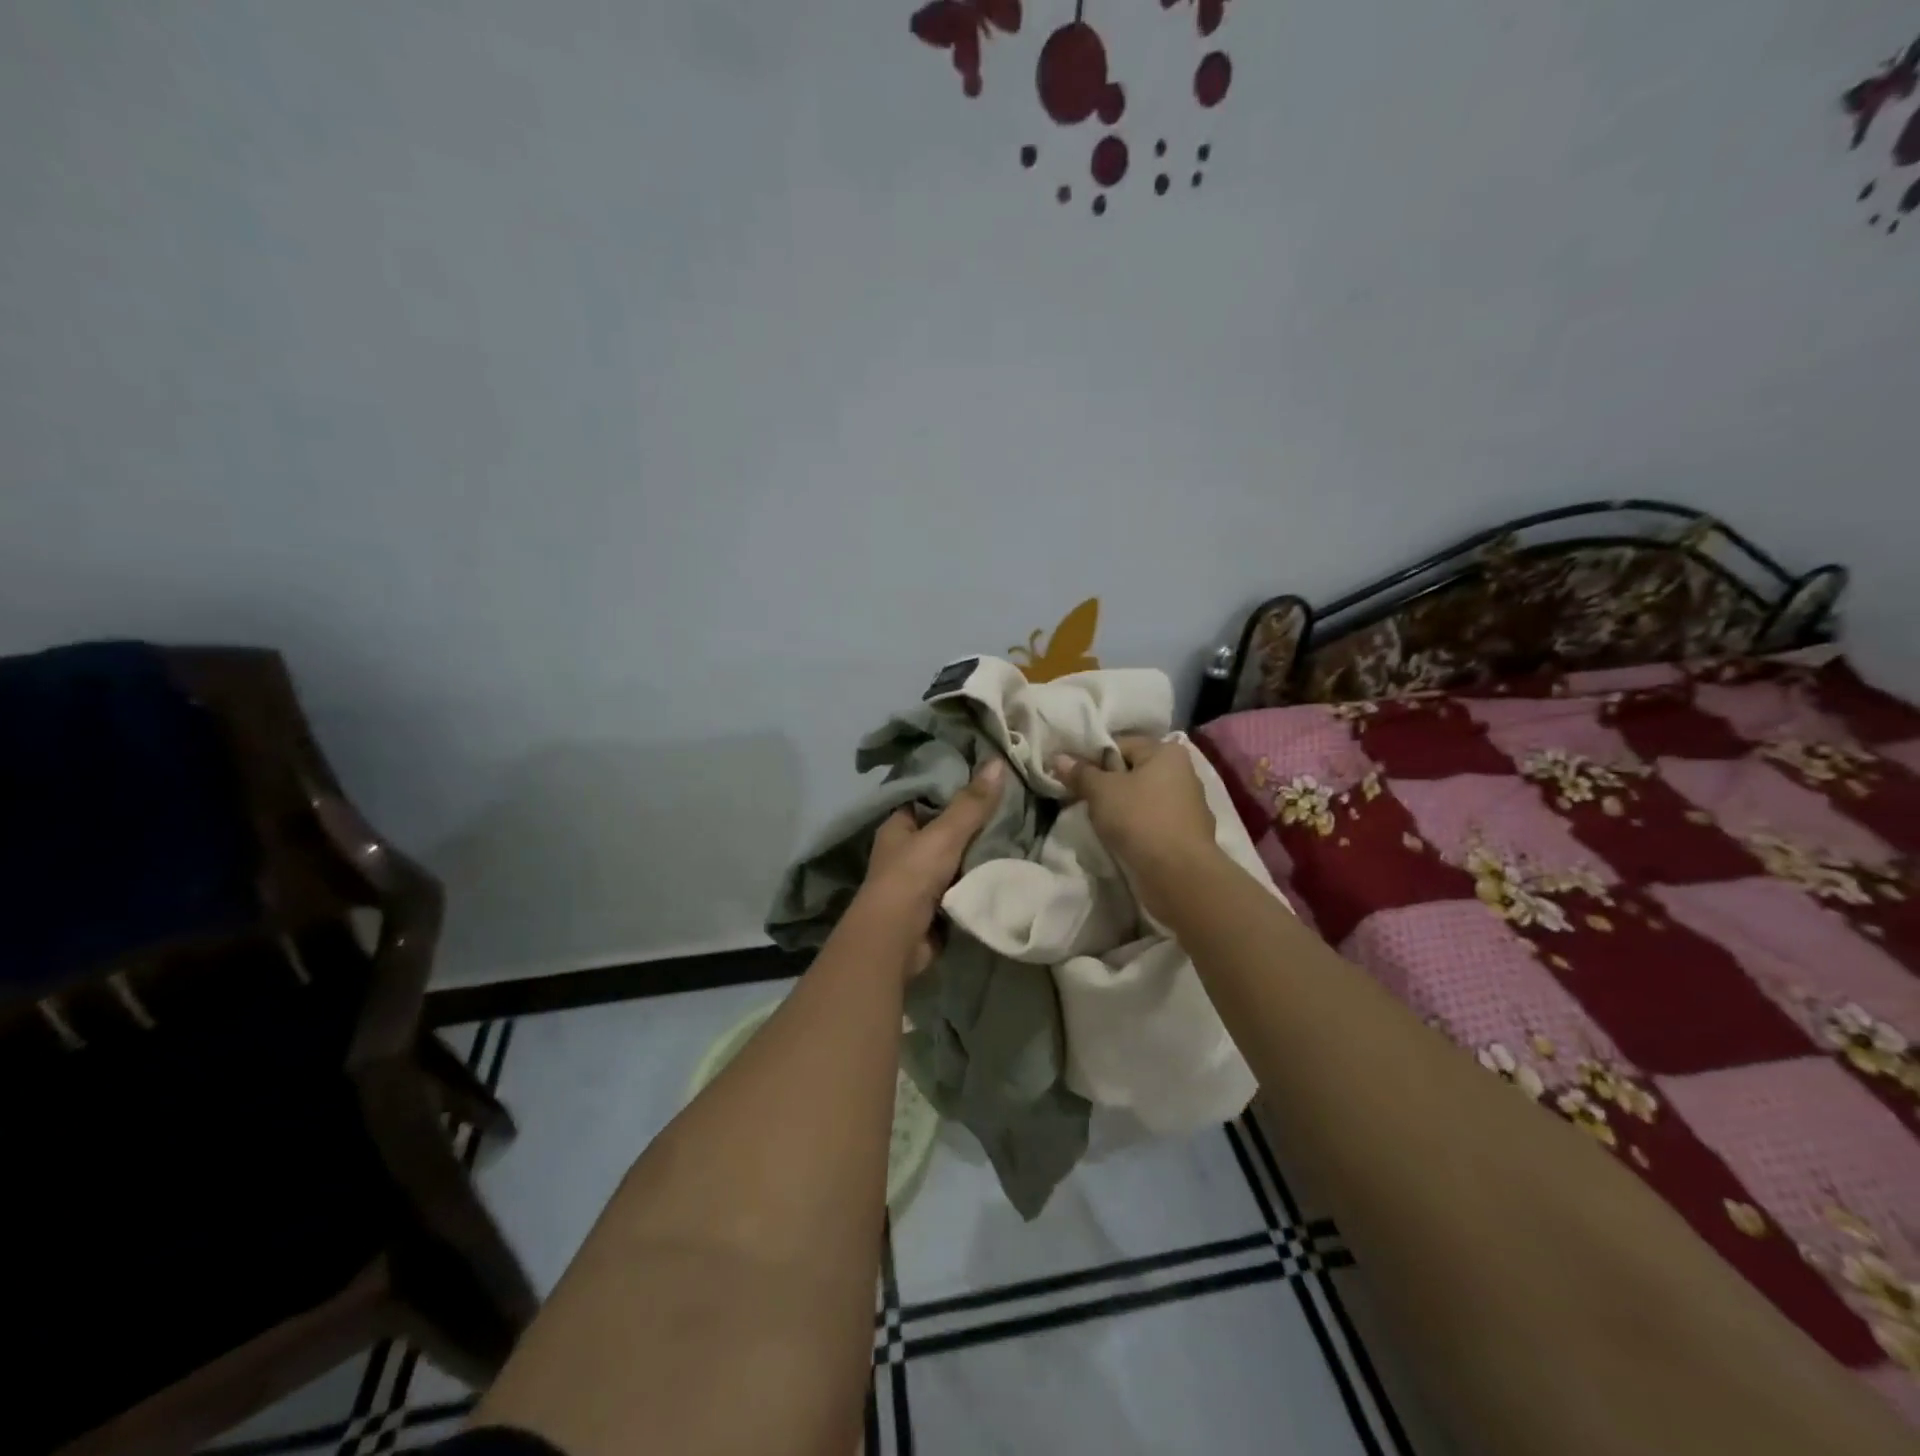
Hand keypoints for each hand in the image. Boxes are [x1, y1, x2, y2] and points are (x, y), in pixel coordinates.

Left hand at [858, 759, 1004, 974]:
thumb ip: (972, 803)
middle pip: (944, 829)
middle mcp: (905, 851)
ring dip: (979, 852)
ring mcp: (919, 881)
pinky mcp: (934, 906)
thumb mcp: (945, 834)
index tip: (988, 778)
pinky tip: (1007, 867)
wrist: (897, 939)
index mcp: (898, 826)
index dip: (954, 787)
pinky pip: (963, 884)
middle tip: (1012, 805)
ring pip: (956, 858)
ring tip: (1018, 831)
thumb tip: (998, 761)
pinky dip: (980, 879)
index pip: (927, 798)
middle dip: (974, 823)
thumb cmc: (912, 876)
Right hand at [1052, 736, 1217, 921]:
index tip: (1074, 777)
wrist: (1177, 874)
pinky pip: (1151, 821)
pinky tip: (1120, 837)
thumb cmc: (1140, 819)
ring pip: (1142, 798)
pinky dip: (1135, 826)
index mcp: (1166, 752)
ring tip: (1098, 821)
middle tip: (1082, 799)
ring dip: (1120, 807)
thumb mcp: (1101, 791)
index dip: (1094, 758)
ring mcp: (1187, 805)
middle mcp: (1183, 773)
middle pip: (1132, 771)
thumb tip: (1059, 758)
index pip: (1121, 745)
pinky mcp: (1185, 834)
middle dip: (1106, 784)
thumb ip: (1080, 773)